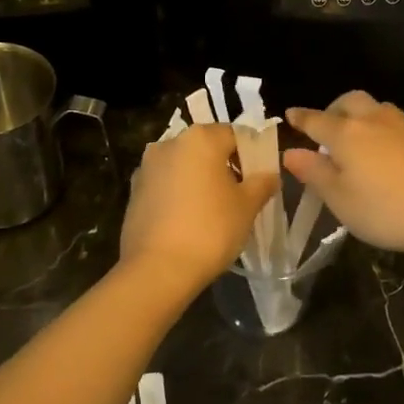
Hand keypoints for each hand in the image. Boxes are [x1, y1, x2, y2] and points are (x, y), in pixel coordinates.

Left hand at [120, 123, 278, 287]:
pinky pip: (165, 183)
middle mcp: (170, 143)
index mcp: (200, 138)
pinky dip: (179, 193)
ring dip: (199, 178)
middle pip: (206, 147)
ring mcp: (147, 166)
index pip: (235, 134)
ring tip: (213, 209)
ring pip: (184, 164)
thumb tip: (270, 174)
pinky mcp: (134, 190)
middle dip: (224, 165)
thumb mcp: (247, 207)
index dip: (251, 154)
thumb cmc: (210, 230)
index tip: (259, 179)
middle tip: (240, 195)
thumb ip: (262, 183)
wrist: (157, 269)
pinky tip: (188, 219)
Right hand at [283, 92, 403, 261]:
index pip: (315, 120)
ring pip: (373, 107)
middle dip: (331, 109)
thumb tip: (291, 152)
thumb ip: (314, 172)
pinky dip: (377, 126)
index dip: (300, 118)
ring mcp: (400, 126)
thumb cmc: (386, 210)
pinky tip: (380, 149)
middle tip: (324, 129)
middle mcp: (371, 120)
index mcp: (346, 133)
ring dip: (357, 114)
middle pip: (348, 101)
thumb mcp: (340, 199)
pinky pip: (390, 121)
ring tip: (353, 138)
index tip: (290, 115)